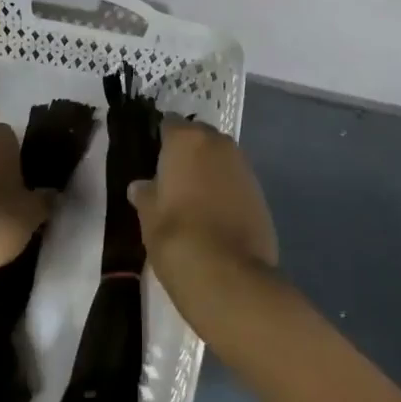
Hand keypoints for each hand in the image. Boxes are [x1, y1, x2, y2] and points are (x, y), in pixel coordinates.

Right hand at [129, 120, 277, 317]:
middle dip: (187, 153)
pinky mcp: (260, 191)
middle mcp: (218, 143)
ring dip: (208, 170)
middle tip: (172, 180)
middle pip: (198, 137)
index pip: (169, 124)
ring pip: (219, 158)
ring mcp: (243, 165)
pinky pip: (235, 180)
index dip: (160, 140)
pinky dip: (225, 189)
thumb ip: (146, 194)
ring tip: (193, 199)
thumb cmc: (178, 238)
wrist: (230, 277)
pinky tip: (215, 215)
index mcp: (186, 140)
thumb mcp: (149, 217)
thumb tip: (141, 186)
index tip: (153, 160)